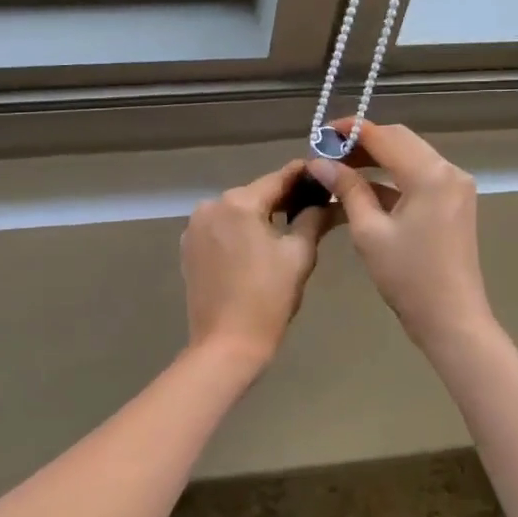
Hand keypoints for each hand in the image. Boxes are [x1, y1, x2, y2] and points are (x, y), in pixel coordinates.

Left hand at [181, 162, 331, 365]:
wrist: (226, 344)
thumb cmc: (268, 298)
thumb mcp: (299, 255)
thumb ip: (313, 219)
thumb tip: (329, 200)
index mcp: (239, 203)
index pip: (278, 178)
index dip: (303, 175)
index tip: (323, 172)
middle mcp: (211, 206)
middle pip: (255, 194)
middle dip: (282, 198)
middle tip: (313, 204)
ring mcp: (195, 227)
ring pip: (236, 211)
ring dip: (259, 215)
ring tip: (287, 226)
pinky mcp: (188, 247)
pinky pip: (220, 228)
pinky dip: (239, 231)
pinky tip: (257, 246)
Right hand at [305, 120, 494, 349]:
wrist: (451, 319)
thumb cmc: (407, 277)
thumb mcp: (369, 231)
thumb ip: (347, 189)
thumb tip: (320, 163)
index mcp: (430, 174)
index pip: (384, 136)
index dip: (351, 130)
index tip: (320, 134)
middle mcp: (448, 171)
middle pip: (400, 140)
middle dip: (363, 143)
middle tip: (327, 154)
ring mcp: (455, 187)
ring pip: (409, 157)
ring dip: (376, 159)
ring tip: (339, 169)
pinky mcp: (454, 203)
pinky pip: (419, 177)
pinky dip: (392, 178)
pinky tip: (363, 189)